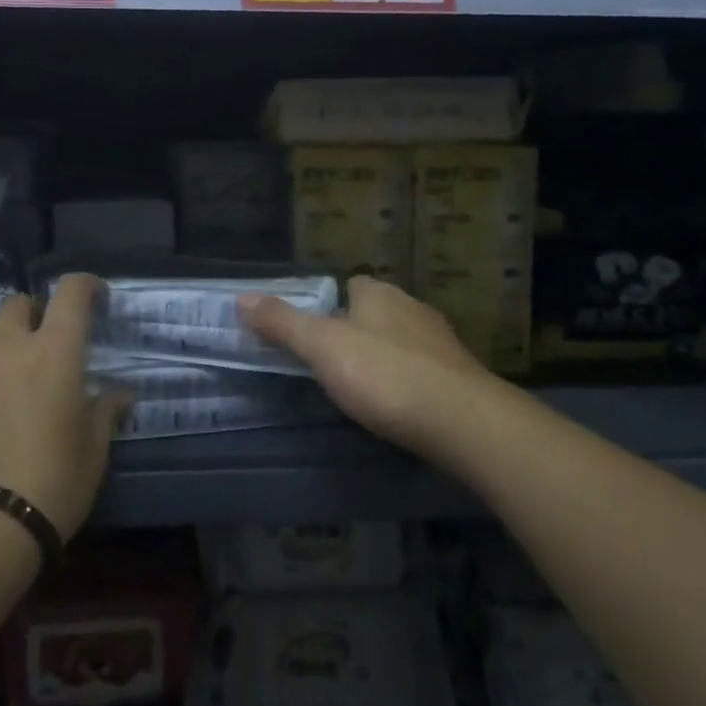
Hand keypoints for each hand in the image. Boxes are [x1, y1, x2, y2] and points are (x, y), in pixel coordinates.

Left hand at [0, 275, 128, 539]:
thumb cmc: (51, 481)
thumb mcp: (93, 450)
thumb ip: (105, 411)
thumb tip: (120, 395)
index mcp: (52, 350)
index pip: (70, 291)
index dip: (86, 285)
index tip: (98, 299)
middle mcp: (5, 348)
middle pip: (18, 304)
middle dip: (37, 313)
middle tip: (51, 346)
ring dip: (7, 351)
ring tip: (19, 391)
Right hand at [238, 275, 495, 470]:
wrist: (464, 422)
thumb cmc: (384, 375)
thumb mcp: (322, 347)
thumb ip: (283, 323)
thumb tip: (241, 297)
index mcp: (380, 293)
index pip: (351, 284)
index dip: (329, 302)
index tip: (311, 328)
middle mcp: (413, 308)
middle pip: (376, 312)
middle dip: (355, 330)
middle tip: (328, 361)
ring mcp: (440, 343)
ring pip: (400, 341)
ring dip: (382, 357)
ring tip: (360, 387)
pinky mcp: (459, 378)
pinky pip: (422, 371)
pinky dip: (406, 382)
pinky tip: (396, 405)